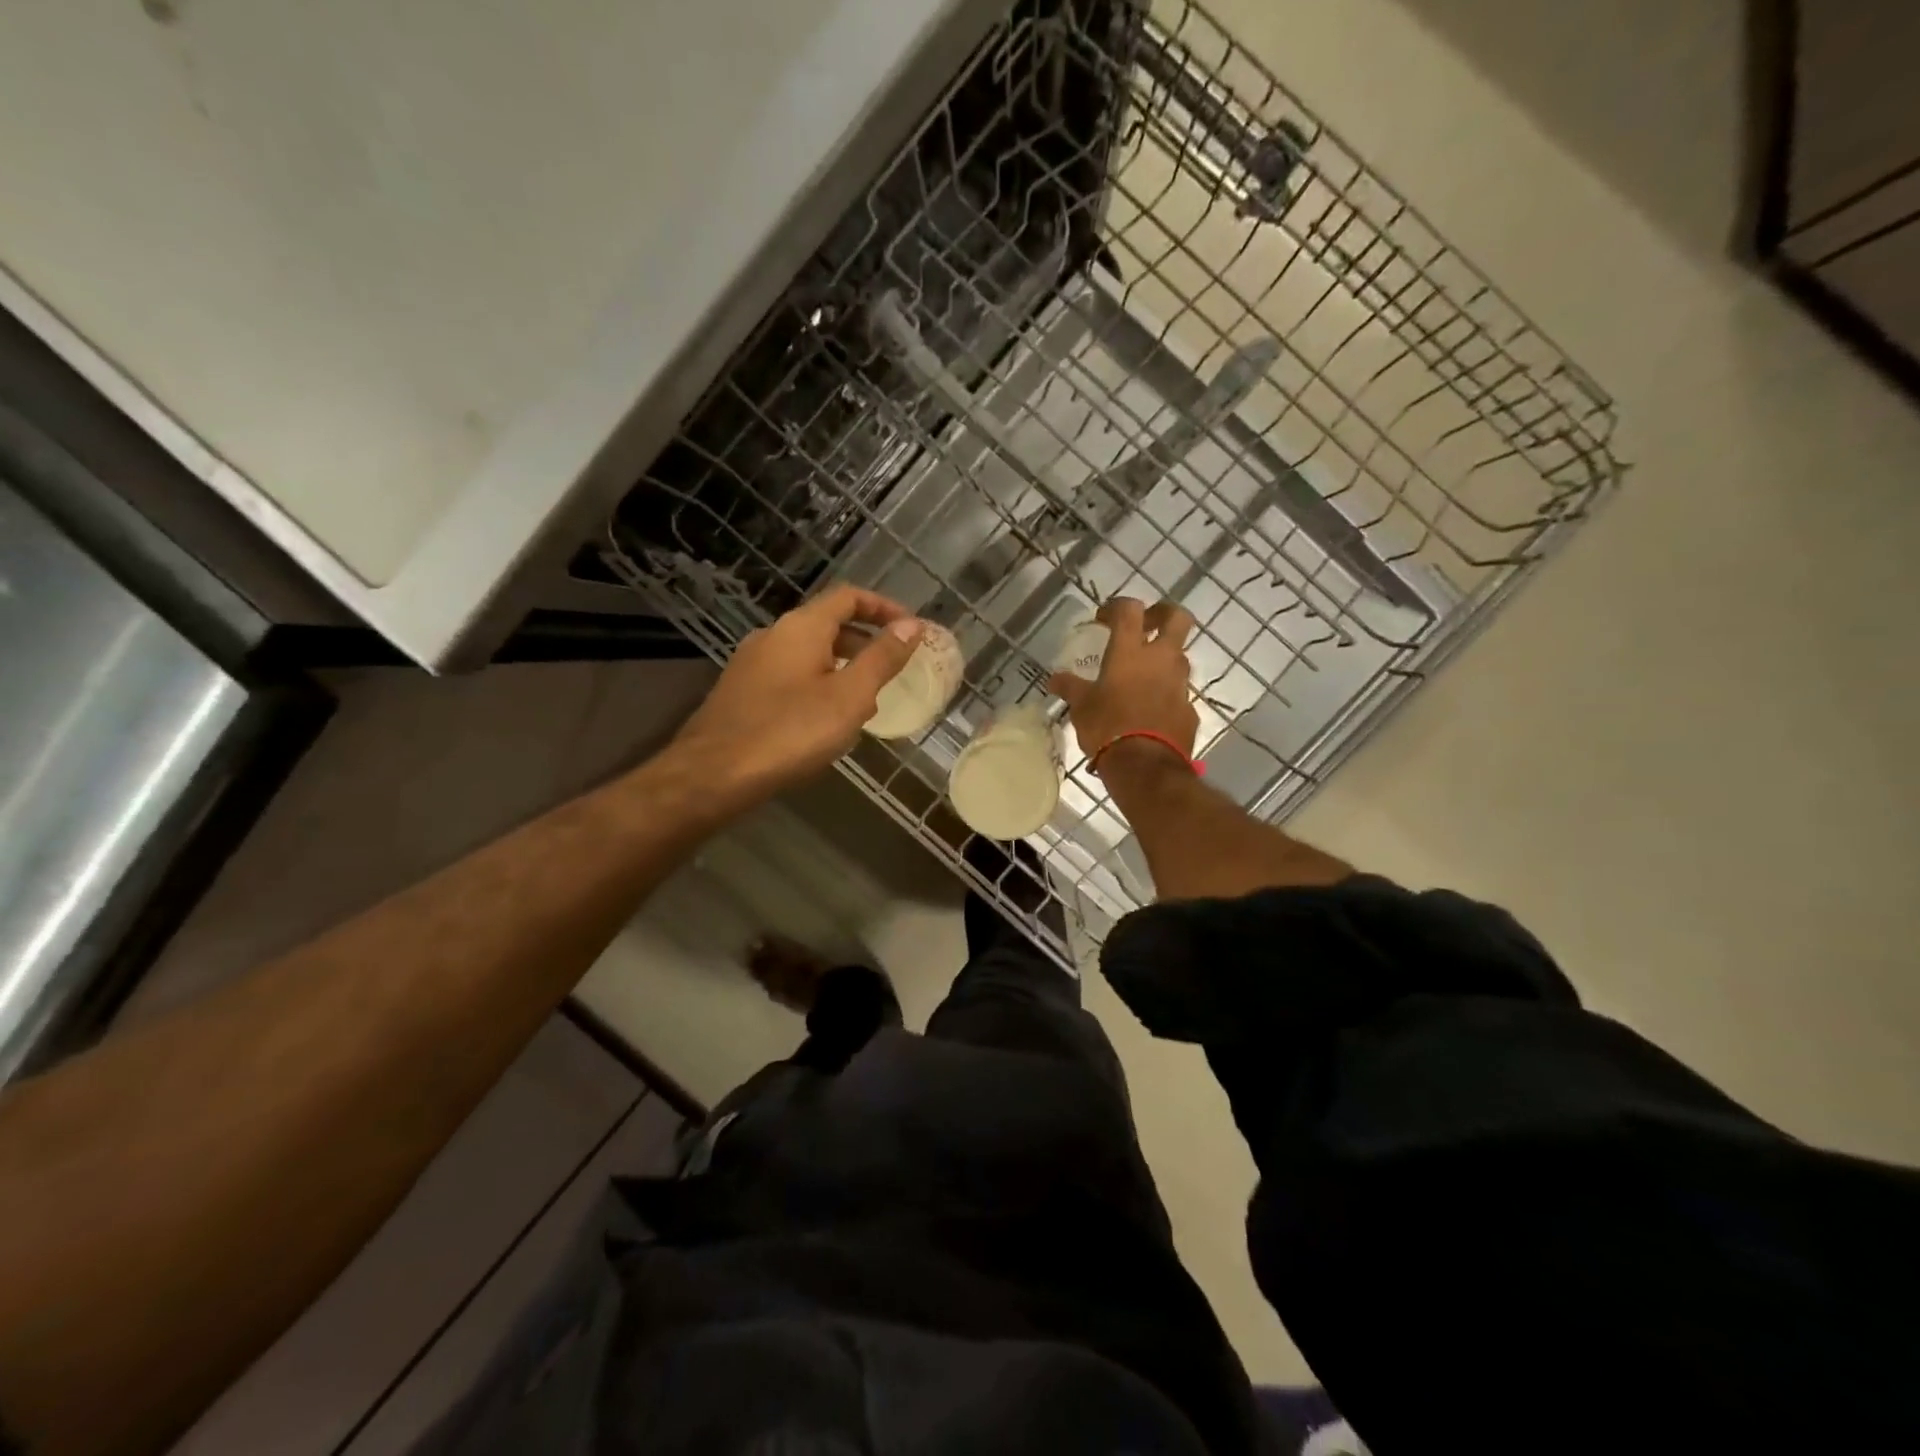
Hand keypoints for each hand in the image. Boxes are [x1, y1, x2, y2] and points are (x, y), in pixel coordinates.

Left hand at [671, 585, 924, 804]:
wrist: (714, 773)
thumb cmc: (791, 731)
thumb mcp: (850, 697)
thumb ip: (882, 658)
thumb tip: (912, 625)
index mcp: (801, 627)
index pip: (849, 597)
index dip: (883, 607)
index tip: (910, 628)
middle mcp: (773, 635)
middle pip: (827, 623)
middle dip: (864, 641)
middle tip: (892, 668)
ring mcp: (751, 662)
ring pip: (808, 653)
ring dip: (841, 666)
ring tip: (865, 701)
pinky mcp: (741, 691)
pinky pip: (789, 675)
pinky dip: (817, 684)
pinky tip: (825, 721)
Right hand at [1048, 597, 1198, 766]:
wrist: (1145, 766)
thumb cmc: (1107, 727)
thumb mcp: (1081, 707)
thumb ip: (1070, 688)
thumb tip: (1054, 680)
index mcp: (1130, 651)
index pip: (1130, 609)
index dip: (1117, 607)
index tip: (1104, 619)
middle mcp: (1161, 659)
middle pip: (1177, 618)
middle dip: (1163, 614)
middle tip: (1146, 625)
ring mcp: (1180, 683)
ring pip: (1179, 657)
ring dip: (1164, 658)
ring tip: (1142, 674)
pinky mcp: (1189, 709)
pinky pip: (1178, 692)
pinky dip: (1166, 693)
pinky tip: (1149, 709)